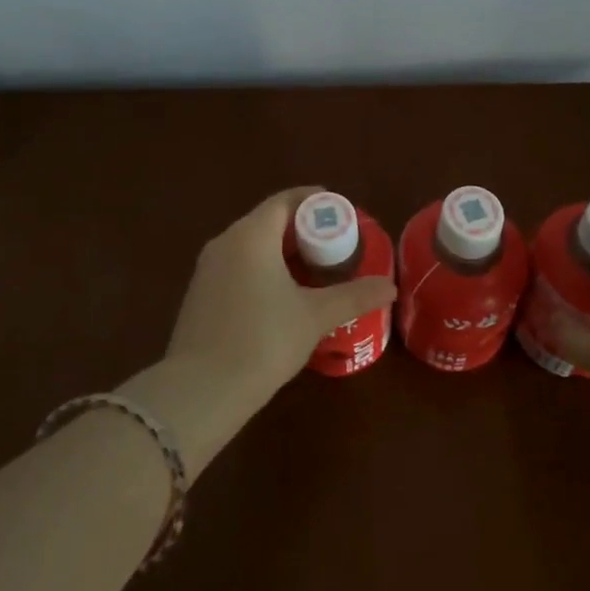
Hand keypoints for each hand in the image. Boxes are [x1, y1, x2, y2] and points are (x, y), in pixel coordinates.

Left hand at [165, 186, 395, 405]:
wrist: (201, 390)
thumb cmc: (263, 340)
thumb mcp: (315, 317)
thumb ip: (354, 296)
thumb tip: (390, 287)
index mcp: (251, 235)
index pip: (284, 201)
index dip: (312, 200)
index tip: (338, 208)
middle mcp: (225, 242)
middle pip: (266, 221)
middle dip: (300, 229)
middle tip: (333, 244)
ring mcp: (207, 269)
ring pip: (249, 246)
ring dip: (280, 252)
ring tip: (312, 271)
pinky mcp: (199, 295)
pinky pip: (236, 267)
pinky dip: (261, 270)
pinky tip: (280, 297)